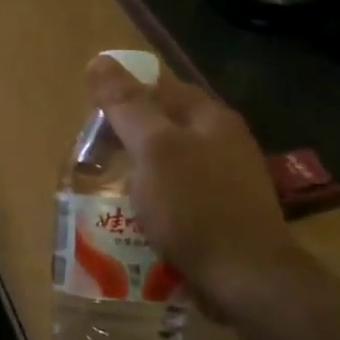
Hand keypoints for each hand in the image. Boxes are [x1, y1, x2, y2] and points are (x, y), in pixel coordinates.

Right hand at [86, 54, 319, 321]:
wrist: (247, 280)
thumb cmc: (195, 207)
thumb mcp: (153, 150)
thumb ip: (126, 105)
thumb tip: (100, 59)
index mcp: (210, 117)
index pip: (160, 87)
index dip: (123, 97)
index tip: (92, 121)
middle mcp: (224, 142)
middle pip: (164, 126)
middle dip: (127, 140)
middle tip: (92, 160)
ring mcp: (227, 181)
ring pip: (169, 164)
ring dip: (138, 174)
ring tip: (107, 192)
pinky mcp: (223, 215)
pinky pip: (178, 197)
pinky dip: (154, 203)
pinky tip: (137, 220)